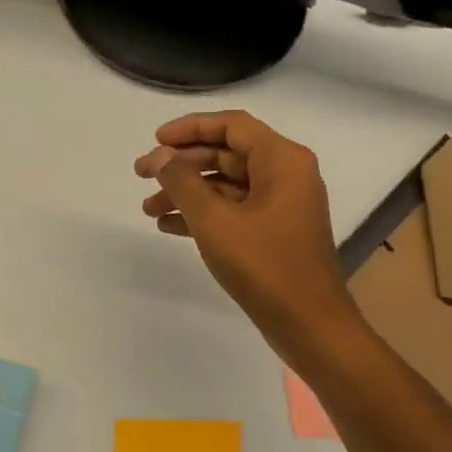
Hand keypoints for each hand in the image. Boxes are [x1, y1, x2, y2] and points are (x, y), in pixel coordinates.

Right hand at [134, 111, 358, 354]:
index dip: (189, 128)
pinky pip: (233, 209)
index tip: (155, 140)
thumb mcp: (214, 221)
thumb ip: (182, 182)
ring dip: (187, 192)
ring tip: (149, 209)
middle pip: (225, 154)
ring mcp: (281, 204)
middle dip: (181, 164)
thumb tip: (160, 156)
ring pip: (226, 184)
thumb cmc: (265, 266)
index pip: (231, 126)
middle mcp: (286, 174)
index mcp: (282, 160)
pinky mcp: (274, 231)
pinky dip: (203, 214)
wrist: (310, 326)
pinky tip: (169, 227)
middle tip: (141, 174)